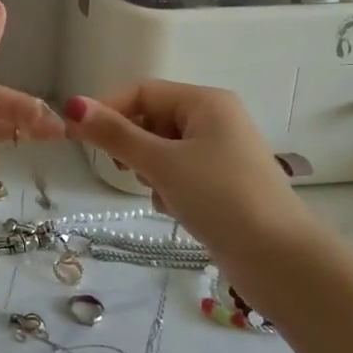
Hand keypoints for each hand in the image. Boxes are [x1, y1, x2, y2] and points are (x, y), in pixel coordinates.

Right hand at [60, 81, 301, 249]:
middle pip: (152, 120)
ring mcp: (220, 154)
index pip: (142, 92)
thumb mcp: (161, 163)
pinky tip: (177, 210)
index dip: (108, 110)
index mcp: (205, 102)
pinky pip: (179, 174)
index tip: (79, 137)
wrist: (280, 261)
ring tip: (162, 195)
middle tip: (128, 171)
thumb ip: (115, 134)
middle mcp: (215, 120)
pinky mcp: (222, 184)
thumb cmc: (221, 198)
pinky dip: (169, 189)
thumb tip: (72, 105)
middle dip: (134, 146)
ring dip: (151, 172)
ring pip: (162, 150)